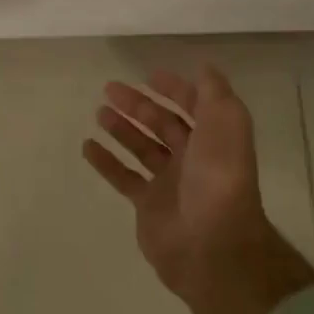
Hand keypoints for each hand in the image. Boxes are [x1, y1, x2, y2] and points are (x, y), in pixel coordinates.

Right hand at [83, 67, 313, 313]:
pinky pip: (124, 178)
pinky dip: (106, 162)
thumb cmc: (218, 179)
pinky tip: (88, 146)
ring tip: (99, 112)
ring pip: (141, 148)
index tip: (149, 75)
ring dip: (121, 129)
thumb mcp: (225, 126)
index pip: (194, 107)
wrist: (211, 245)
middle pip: (162, 125)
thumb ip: (214, 95)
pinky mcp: (148, 206)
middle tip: (109, 88)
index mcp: (213, 139)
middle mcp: (193, 159)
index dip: (176, 89)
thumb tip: (206, 67)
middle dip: (138, 105)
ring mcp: (169, 184)